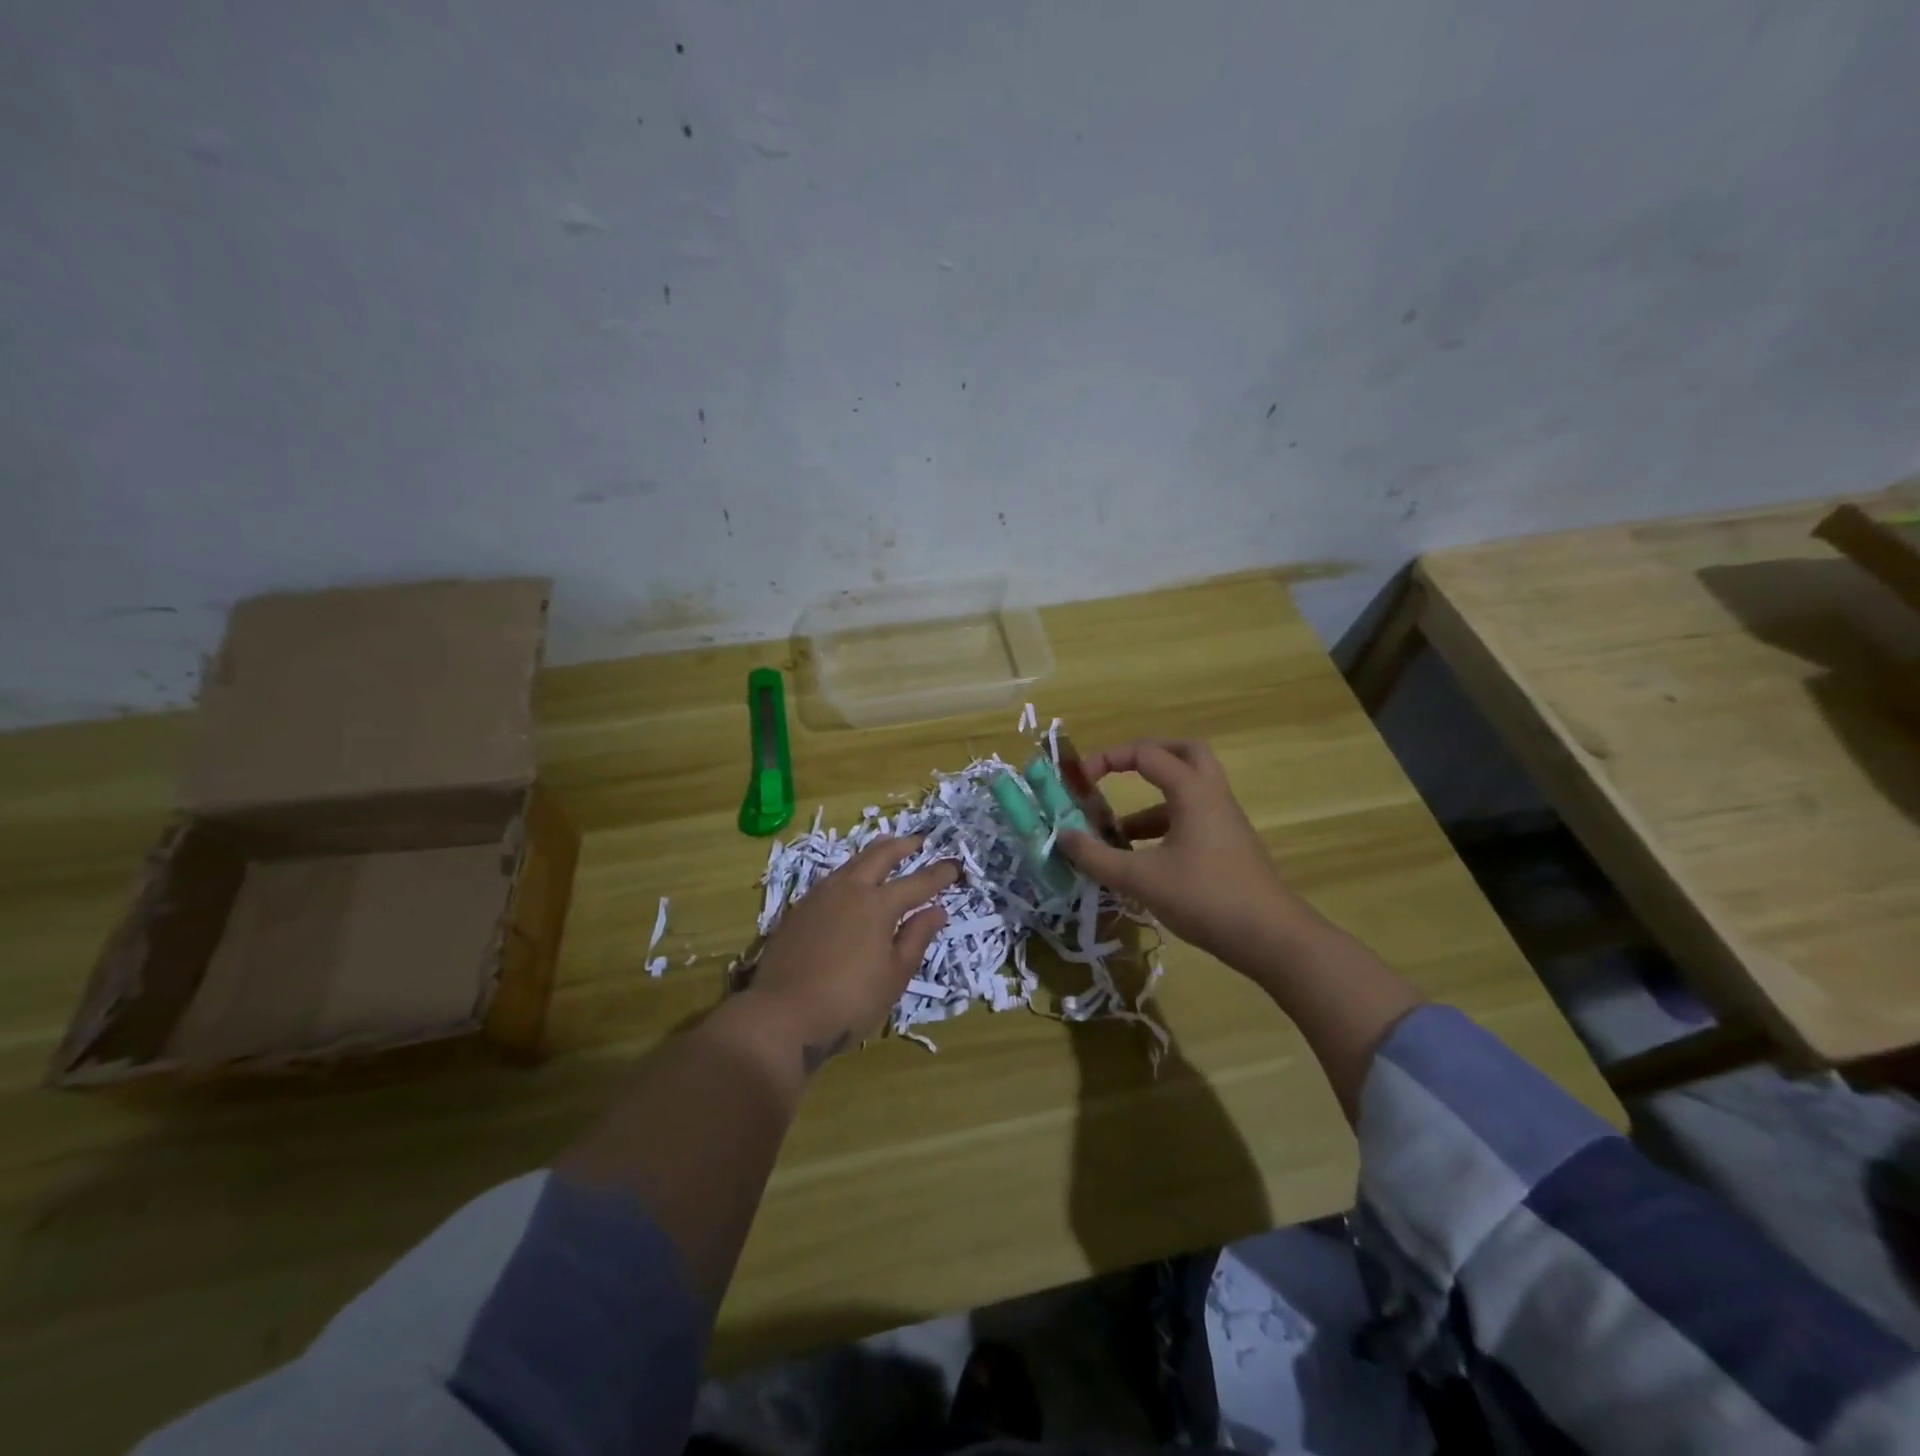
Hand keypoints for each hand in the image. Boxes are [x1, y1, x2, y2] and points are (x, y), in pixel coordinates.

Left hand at [745, 837, 957, 1072]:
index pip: (917, 883)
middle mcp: (849, 890)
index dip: (939, 875)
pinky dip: (850, 871)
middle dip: (902, 846)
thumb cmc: (849, 1002)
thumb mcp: (894, 977)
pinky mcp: (798, 910)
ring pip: (852, 863)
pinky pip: (831, 878)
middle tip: (918, 840)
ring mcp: (819, 897)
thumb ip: (916, 938)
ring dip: (873, 853)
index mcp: (878, 905)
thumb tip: (936, 911)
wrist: (781, 1015)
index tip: (955, 866)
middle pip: (880, 856)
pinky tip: (850, 881)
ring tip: (885, 848)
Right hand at [1059, 740, 1311, 969]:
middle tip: (1118, 770)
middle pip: (1184, 753)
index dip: (1109, 759)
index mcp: (1193, 792)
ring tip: (1115, 830)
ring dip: (1150, 799)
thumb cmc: (1206, 898)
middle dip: (1147, 755)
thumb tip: (1061, 836)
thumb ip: (1097, 857)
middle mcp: (1212, 796)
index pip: (1147, 754)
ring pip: (1187, 790)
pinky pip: (1192, 819)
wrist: (1272, 938)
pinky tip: (1140, 859)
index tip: (1081, 781)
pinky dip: (1163, 826)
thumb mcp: (1141, 879)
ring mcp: (1224, 822)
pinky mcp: (1228, 847)